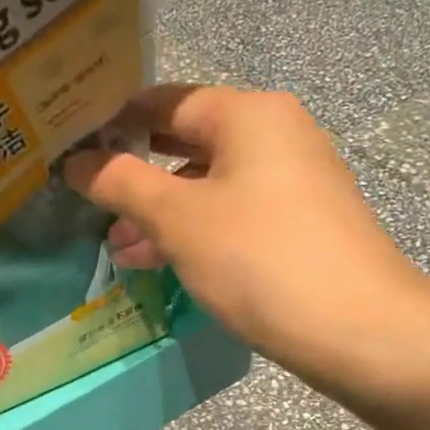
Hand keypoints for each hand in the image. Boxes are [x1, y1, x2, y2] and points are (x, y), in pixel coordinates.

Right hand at [64, 85, 429, 391]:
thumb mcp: (179, 219)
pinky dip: (193, 232)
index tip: (72, 147)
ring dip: (160, 213)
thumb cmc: (258, 258)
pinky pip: (231, 216)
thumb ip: (122, 184)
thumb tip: (75, 161)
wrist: (357, 329)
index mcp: (249, 115)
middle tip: (88, 201)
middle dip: (136, 176)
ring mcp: (291, 183)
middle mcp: (275, 136)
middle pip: (187, 144)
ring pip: (208, 187)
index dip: (115, 121)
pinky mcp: (298, 226)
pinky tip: (160, 261)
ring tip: (117, 246)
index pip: (166, 101)